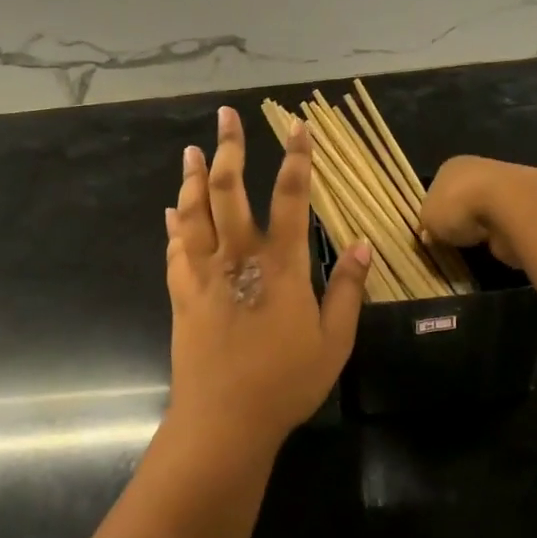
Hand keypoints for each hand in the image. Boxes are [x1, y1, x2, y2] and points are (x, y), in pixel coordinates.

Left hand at [164, 107, 373, 457]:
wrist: (224, 420)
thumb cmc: (285, 383)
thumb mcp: (333, 342)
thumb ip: (347, 290)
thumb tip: (364, 244)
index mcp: (280, 266)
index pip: (290, 198)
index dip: (296, 158)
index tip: (297, 127)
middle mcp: (238, 258)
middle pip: (230, 191)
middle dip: (229, 149)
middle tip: (226, 118)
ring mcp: (204, 273)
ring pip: (194, 212)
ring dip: (193, 178)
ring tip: (193, 150)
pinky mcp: (181, 293)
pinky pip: (175, 248)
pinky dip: (174, 224)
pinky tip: (172, 210)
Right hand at [420, 155, 533, 267]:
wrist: (511, 207)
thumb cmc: (459, 206)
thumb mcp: (428, 220)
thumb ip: (427, 225)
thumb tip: (429, 234)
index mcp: (451, 167)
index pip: (437, 188)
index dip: (435, 210)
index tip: (434, 231)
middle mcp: (478, 169)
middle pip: (463, 196)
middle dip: (460, 217)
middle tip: (454, 239)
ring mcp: (506, 185)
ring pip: (487, 208)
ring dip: (483, 224)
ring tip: (476, 243)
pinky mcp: (528, 204)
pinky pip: (506, 222)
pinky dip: (502, 232)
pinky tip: (497, 242)